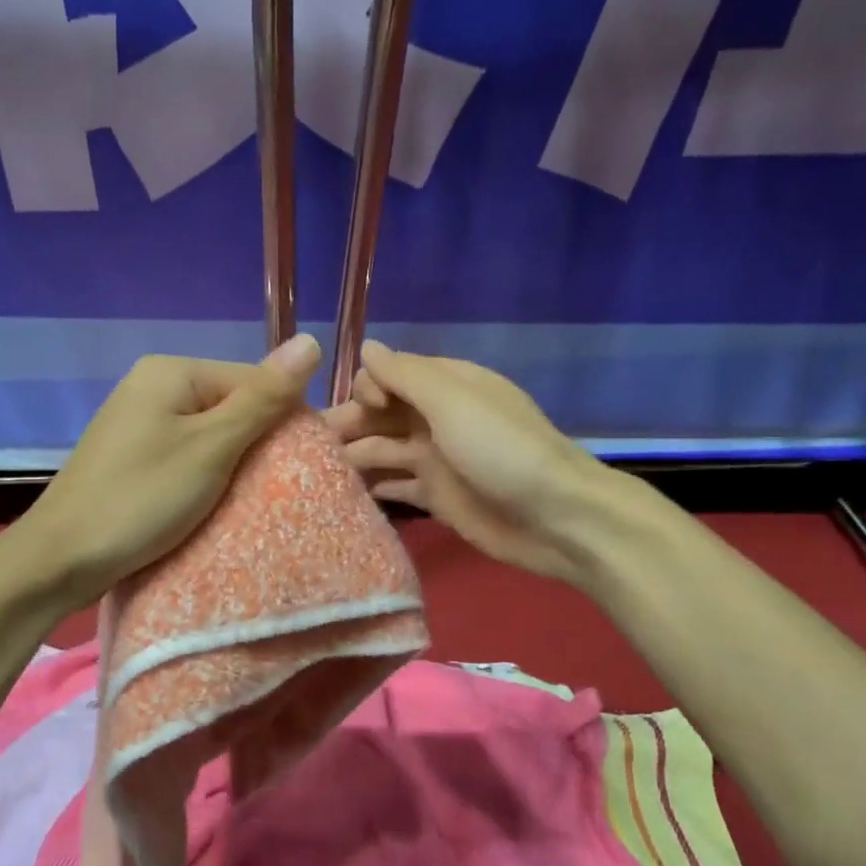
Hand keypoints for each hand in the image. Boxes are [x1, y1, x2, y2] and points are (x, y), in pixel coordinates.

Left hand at [19, 336, 321, 603]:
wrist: (61, 558)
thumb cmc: (142, 498)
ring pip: (209, 435)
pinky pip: (184, 455)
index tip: (301, 467)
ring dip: (232, 465)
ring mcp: (137, 421)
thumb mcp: (212, 448)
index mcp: (172, 371)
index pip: (253, 380)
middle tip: (276, 490)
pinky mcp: (130, 455)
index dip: (282, 421)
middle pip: (230, 406)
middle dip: (256, 445)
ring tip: (247, 501)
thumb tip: (311, 340)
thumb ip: (263, 399)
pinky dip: (204, 477)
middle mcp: (152, 385)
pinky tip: (212, 504)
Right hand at [323, 341, 601, 580]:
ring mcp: (436, 460)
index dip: (367, 388)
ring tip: (313, 473)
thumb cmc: (501, 450)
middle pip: (379, 415)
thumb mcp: (452, 401)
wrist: (555, 518)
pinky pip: (396, 486)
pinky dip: (373, 487)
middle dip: (348, 424)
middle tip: (309, 447)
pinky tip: (340, 495)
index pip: (389, 375)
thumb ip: (405, 375)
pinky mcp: (437, 498)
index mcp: (445, 386)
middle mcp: (436, 418)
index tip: (363, 409)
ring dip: (353, 456)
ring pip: (382, 450)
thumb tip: (367, 347)